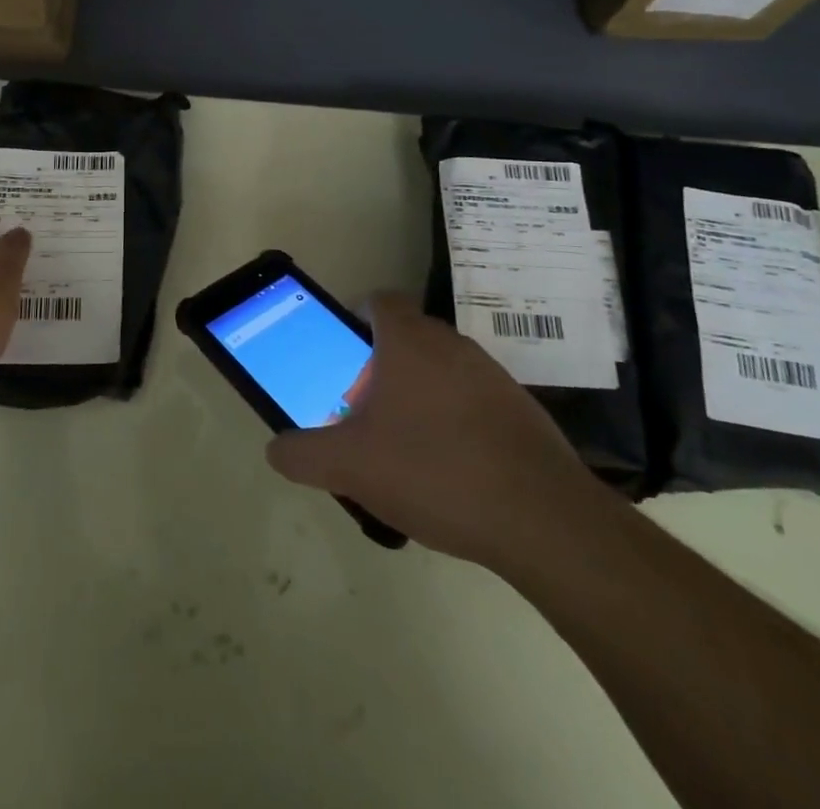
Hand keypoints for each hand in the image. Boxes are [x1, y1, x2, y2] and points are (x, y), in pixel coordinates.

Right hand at [266, 292, 609, 567]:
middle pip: (408, 337)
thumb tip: (276, 449)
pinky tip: (450, 472)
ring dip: (420, 395)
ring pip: (442, 370)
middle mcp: (452, 345)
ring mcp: (493, 377)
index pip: (380, 300)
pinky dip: (456, 423)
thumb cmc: (434, 471)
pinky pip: (473, 402)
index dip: (356, 317)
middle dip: (382, 366)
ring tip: (405, 448)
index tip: (344, 354)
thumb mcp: (349, 466)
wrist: (543, 520)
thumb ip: (302, 454)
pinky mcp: (522, 412)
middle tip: (364, 410)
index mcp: (409, 342)